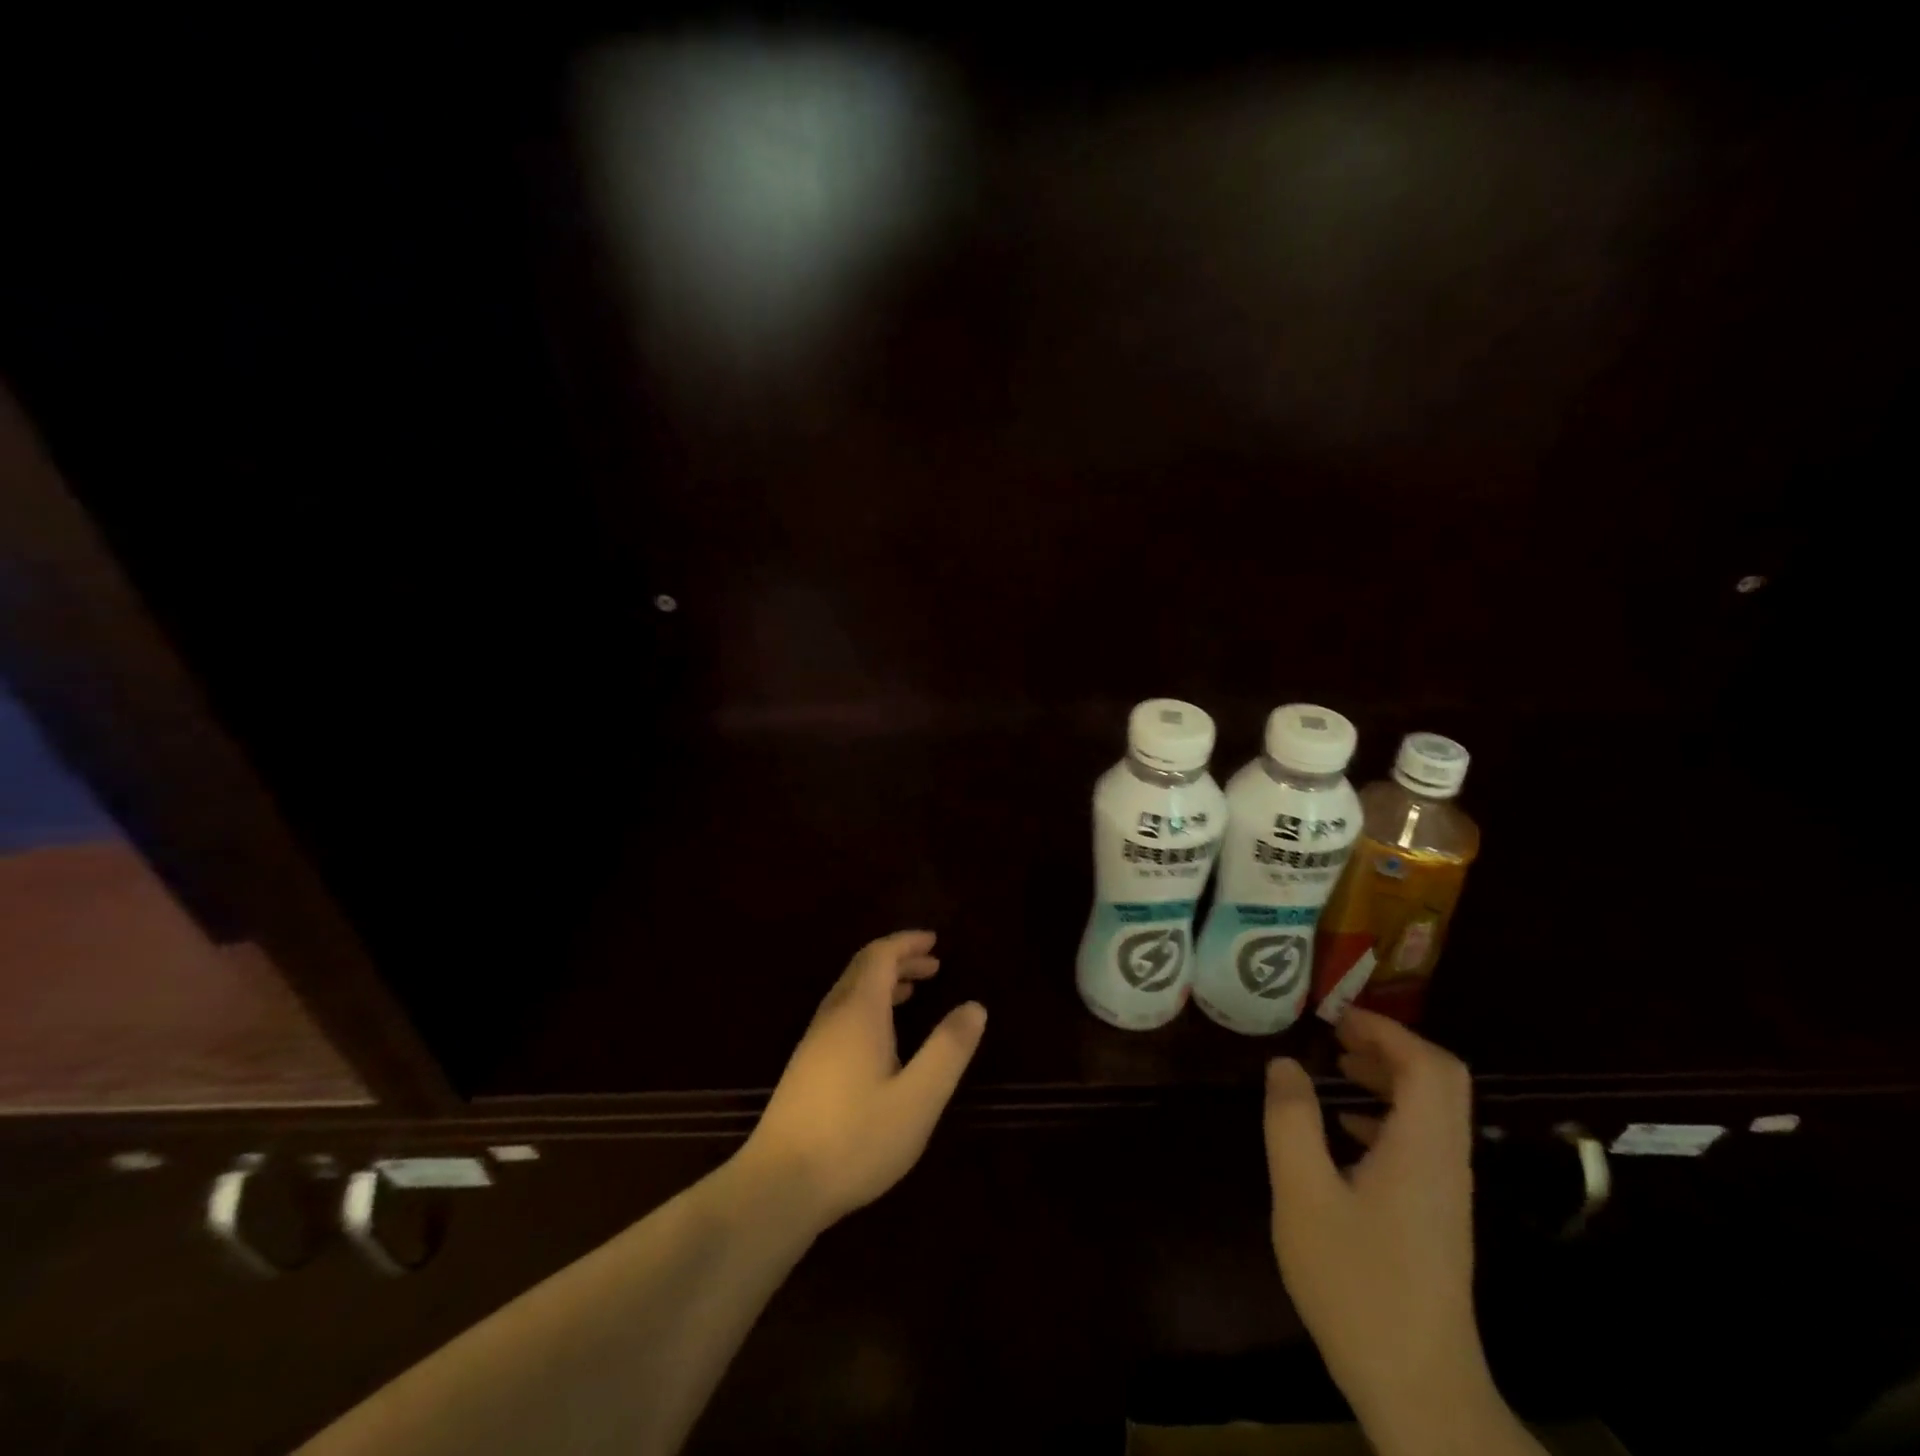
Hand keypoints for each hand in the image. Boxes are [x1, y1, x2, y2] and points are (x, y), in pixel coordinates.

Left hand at [740, 931, 986, 1232]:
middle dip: (898, 960)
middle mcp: (833, 1017)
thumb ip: (948, 1049)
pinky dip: (869, 1006)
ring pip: (850, 993)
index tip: (934, 941)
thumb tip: (975, 1006)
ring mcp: (814, 1042)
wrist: (779, 1187)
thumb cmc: (856, 1139)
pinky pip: (842, 1015)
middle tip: (933, 965)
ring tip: (913, 992)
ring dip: (883, 983)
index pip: (880, 956)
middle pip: (863, 969)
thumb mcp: (918, 1098)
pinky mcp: (806, 1068)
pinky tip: (882, 1038)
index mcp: (859, 1012)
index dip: (906, 943)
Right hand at [1263, 1010, 1504, 1449]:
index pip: (1429, 1065)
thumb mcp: (1303, 1194)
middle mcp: (1447, 1162)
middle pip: (1439, 1081)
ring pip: (1433, 1111)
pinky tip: (1347, 1130)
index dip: (1387, 1030)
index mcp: (1423, 1149)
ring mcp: (1447, 1192)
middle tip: (1336, 1034)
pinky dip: (1388, 1115)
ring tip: (1337, 1067)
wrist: (1418, 1387)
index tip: (1337, 1017)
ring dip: (1389, 1078)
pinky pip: (1423, 1141)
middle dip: (1389, 1046)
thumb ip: (1291, 1121)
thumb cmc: (1356, 1283)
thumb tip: (1284, 1064)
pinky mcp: (1438, 1216)